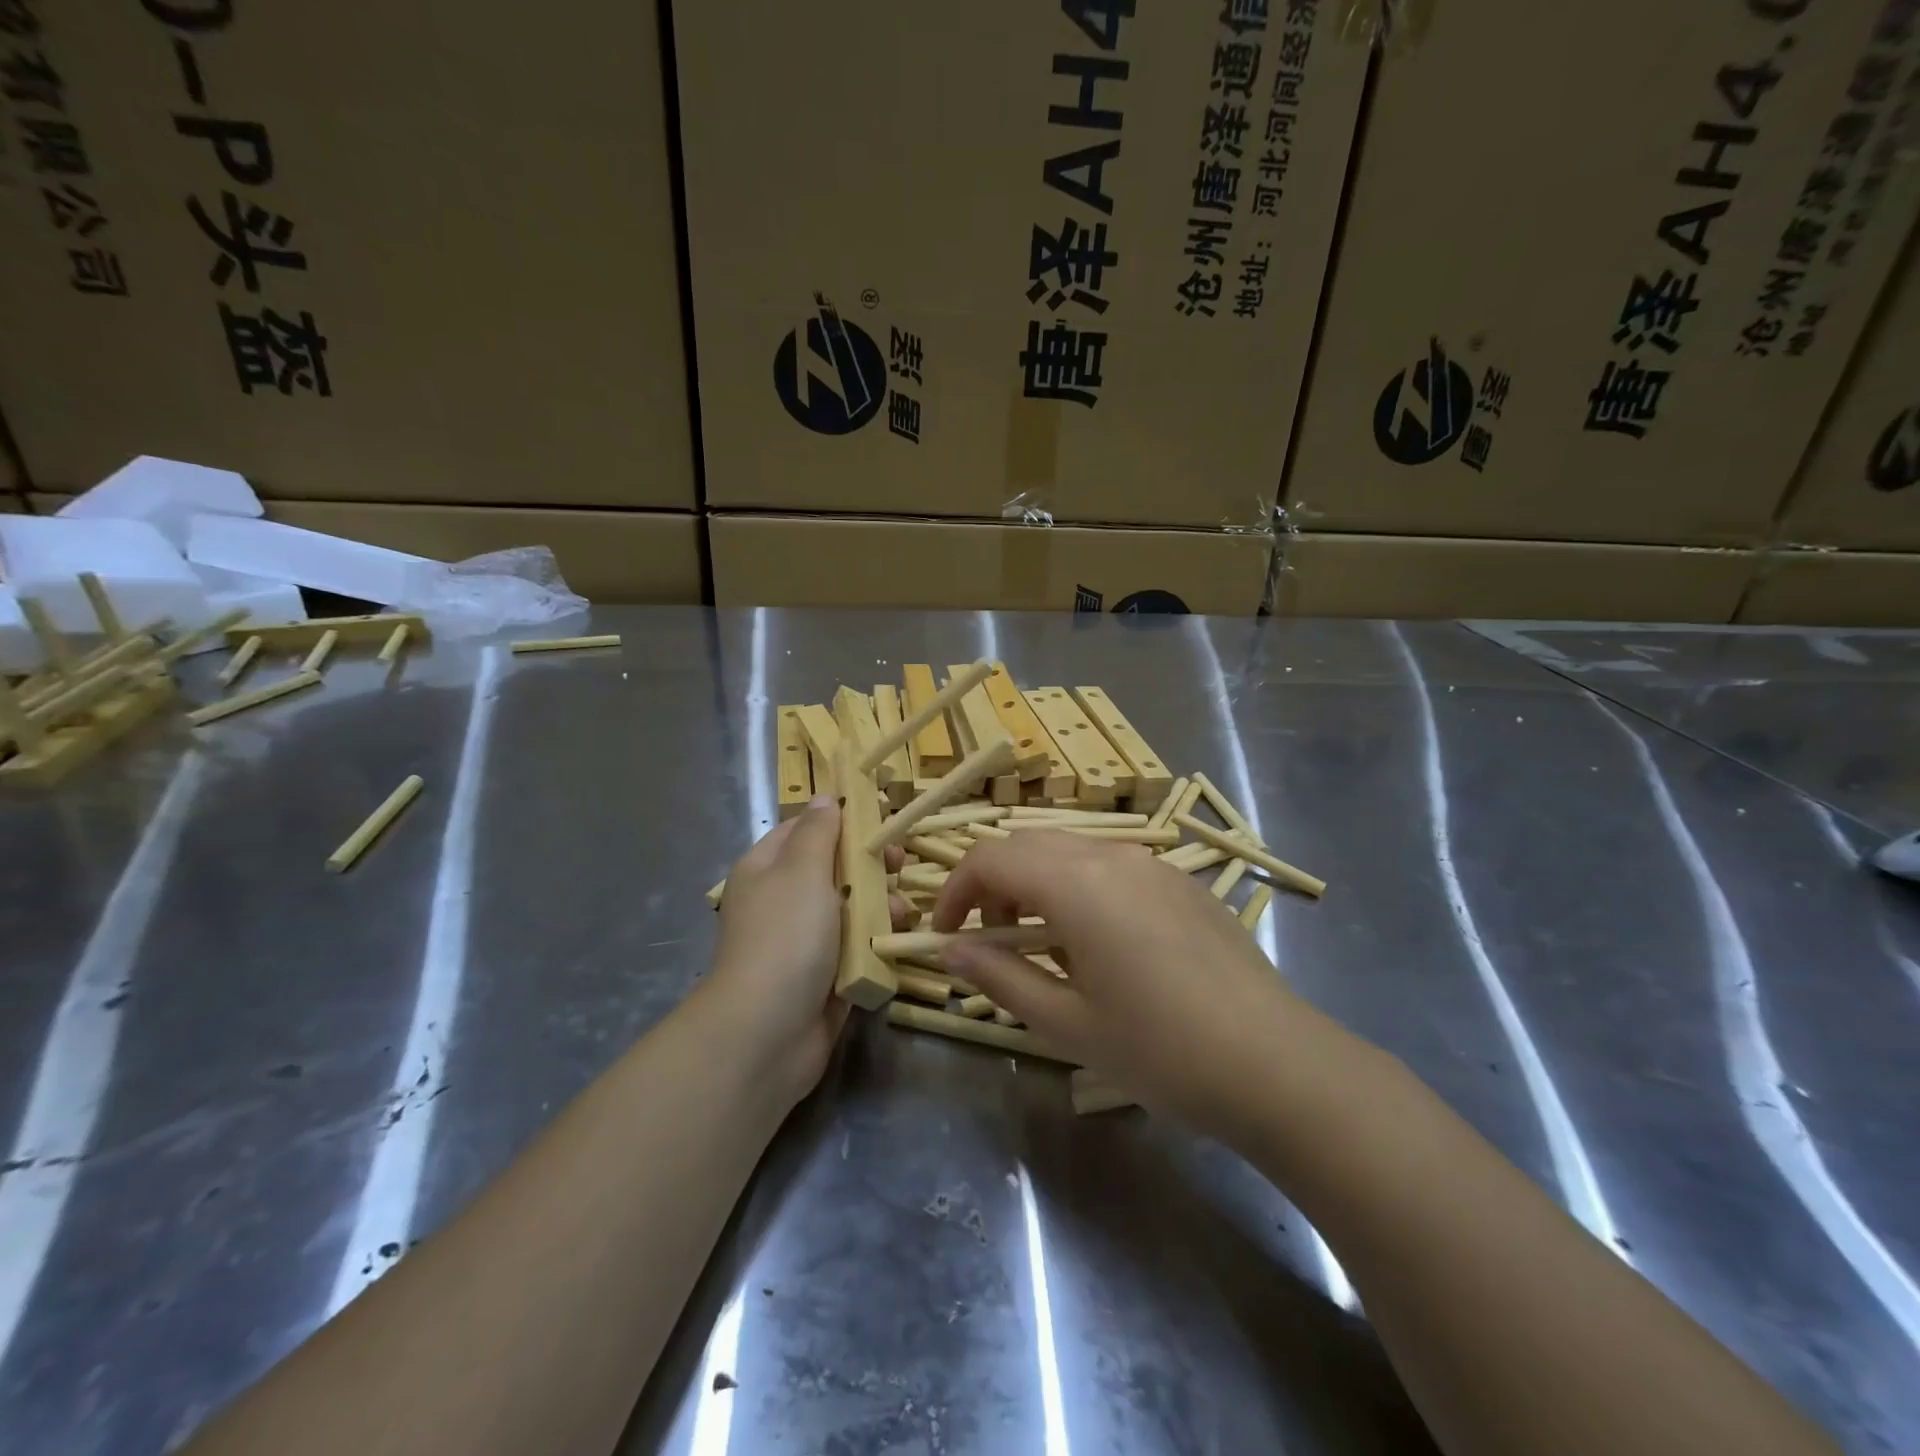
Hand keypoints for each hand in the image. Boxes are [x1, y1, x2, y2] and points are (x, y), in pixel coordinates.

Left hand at [704, 797, 910, 1105]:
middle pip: (834, 868)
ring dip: (879, 906)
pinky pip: (857, 947)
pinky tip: (895, 942)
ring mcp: (804, 940)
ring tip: (900, 914)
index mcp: (767, 868)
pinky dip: (876, 943)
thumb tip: (825, 798)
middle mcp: (784, 900)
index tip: (882, 817)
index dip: (843, 819)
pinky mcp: (824, 975)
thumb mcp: (802, 870)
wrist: (767, 1032)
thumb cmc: (785, 937)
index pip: (807, 828)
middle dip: (869, 865)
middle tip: (897, 864)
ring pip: (852, 908)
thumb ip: (819, 832)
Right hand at [933, 831, 1316, 1143]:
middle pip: (1028, 845)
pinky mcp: (1181, 882)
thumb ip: (1000, 977)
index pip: (990, 859)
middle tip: (992, 942)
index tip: (945, 935)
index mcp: (1076, 884)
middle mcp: (1112, 856)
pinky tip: (1100, 945)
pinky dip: (1079, 888)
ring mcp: (1153, 864)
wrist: (1278, 1064)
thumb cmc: (1162, 1050)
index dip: (955, 891)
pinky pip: (1111, 866)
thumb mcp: (1067, 1023)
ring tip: (1044, 947)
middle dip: (994, 885)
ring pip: (1070, 852)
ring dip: (1037, 884)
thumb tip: (950, 950)